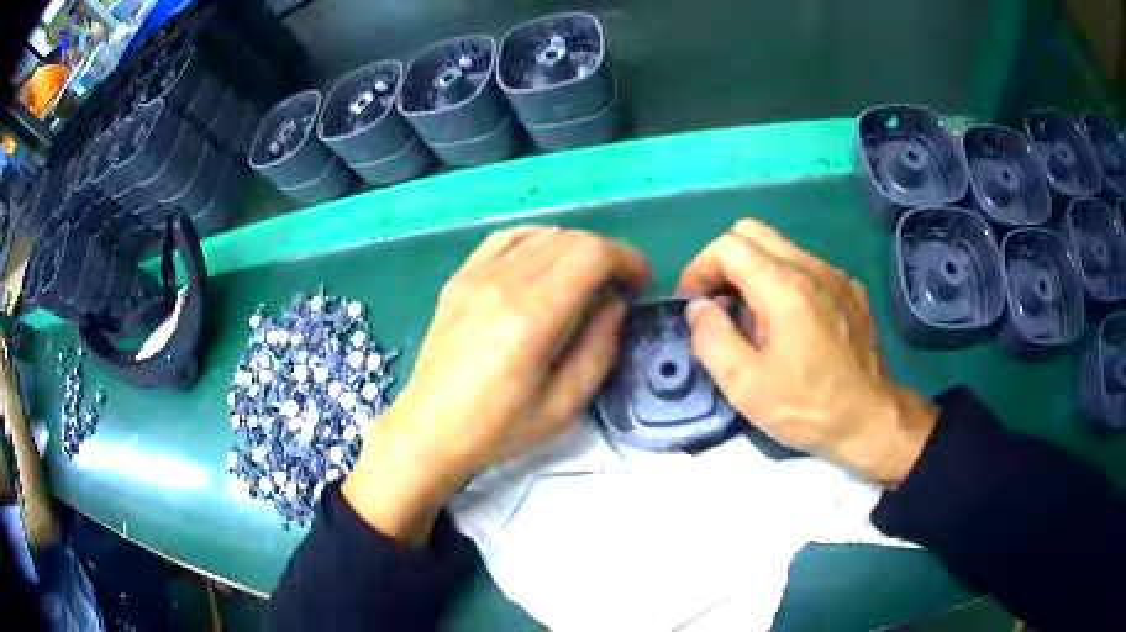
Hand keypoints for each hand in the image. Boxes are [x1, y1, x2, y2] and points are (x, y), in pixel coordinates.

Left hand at [344, 226, 649, 540]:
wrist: (430, 430)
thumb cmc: (499, 429)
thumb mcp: (565, 404)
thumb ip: (600, 346)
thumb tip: (614, 301)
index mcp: (532, 317)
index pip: (592, 254)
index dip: (627, 259)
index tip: (640, 282)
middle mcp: (503, 283)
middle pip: (571, 238)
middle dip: (607, 255)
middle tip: (617, 288)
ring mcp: (475, 276)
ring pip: (542, 234)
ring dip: (575, 249)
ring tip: (584, 280)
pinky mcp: (459, 279)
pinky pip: (506, 239)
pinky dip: (537, 240)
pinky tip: (544, 263)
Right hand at [678, 220, 935, 486]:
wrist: (870, 420)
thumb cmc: (807, 407)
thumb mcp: (746, 387)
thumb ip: (711, 338)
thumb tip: (699, 308)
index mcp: (784, 288)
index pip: (728, 246)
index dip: (699, 268)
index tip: (692, 304)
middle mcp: (812, 268)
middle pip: (752, 232)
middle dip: (723, 261)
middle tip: (715, 302)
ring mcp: (835, 276)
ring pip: (780, 248)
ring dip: (753, 272)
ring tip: (750, 317)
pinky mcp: (850, 290)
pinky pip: (806, 267)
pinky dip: (783, 281)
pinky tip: (788, 323)